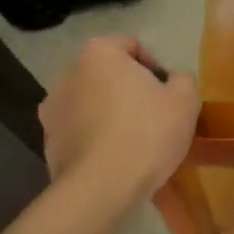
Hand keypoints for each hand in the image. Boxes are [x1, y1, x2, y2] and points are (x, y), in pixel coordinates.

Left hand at [39, 36, 199, 201]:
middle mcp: (68, 74)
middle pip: (107, 75)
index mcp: (99, 54)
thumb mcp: (185, 101)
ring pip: (90, 103)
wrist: (101, 187)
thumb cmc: (147, 133)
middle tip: (153, 115)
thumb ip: (183, 80)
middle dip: (128, 90)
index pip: (131, 45)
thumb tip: (174, 81)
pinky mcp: (48, 141)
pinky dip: (95, 138)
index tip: (168, 93)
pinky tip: (114, 159)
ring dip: (109, 114)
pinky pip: (79, 131)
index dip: (154, 66)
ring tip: (133, 141)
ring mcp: (52, 109)